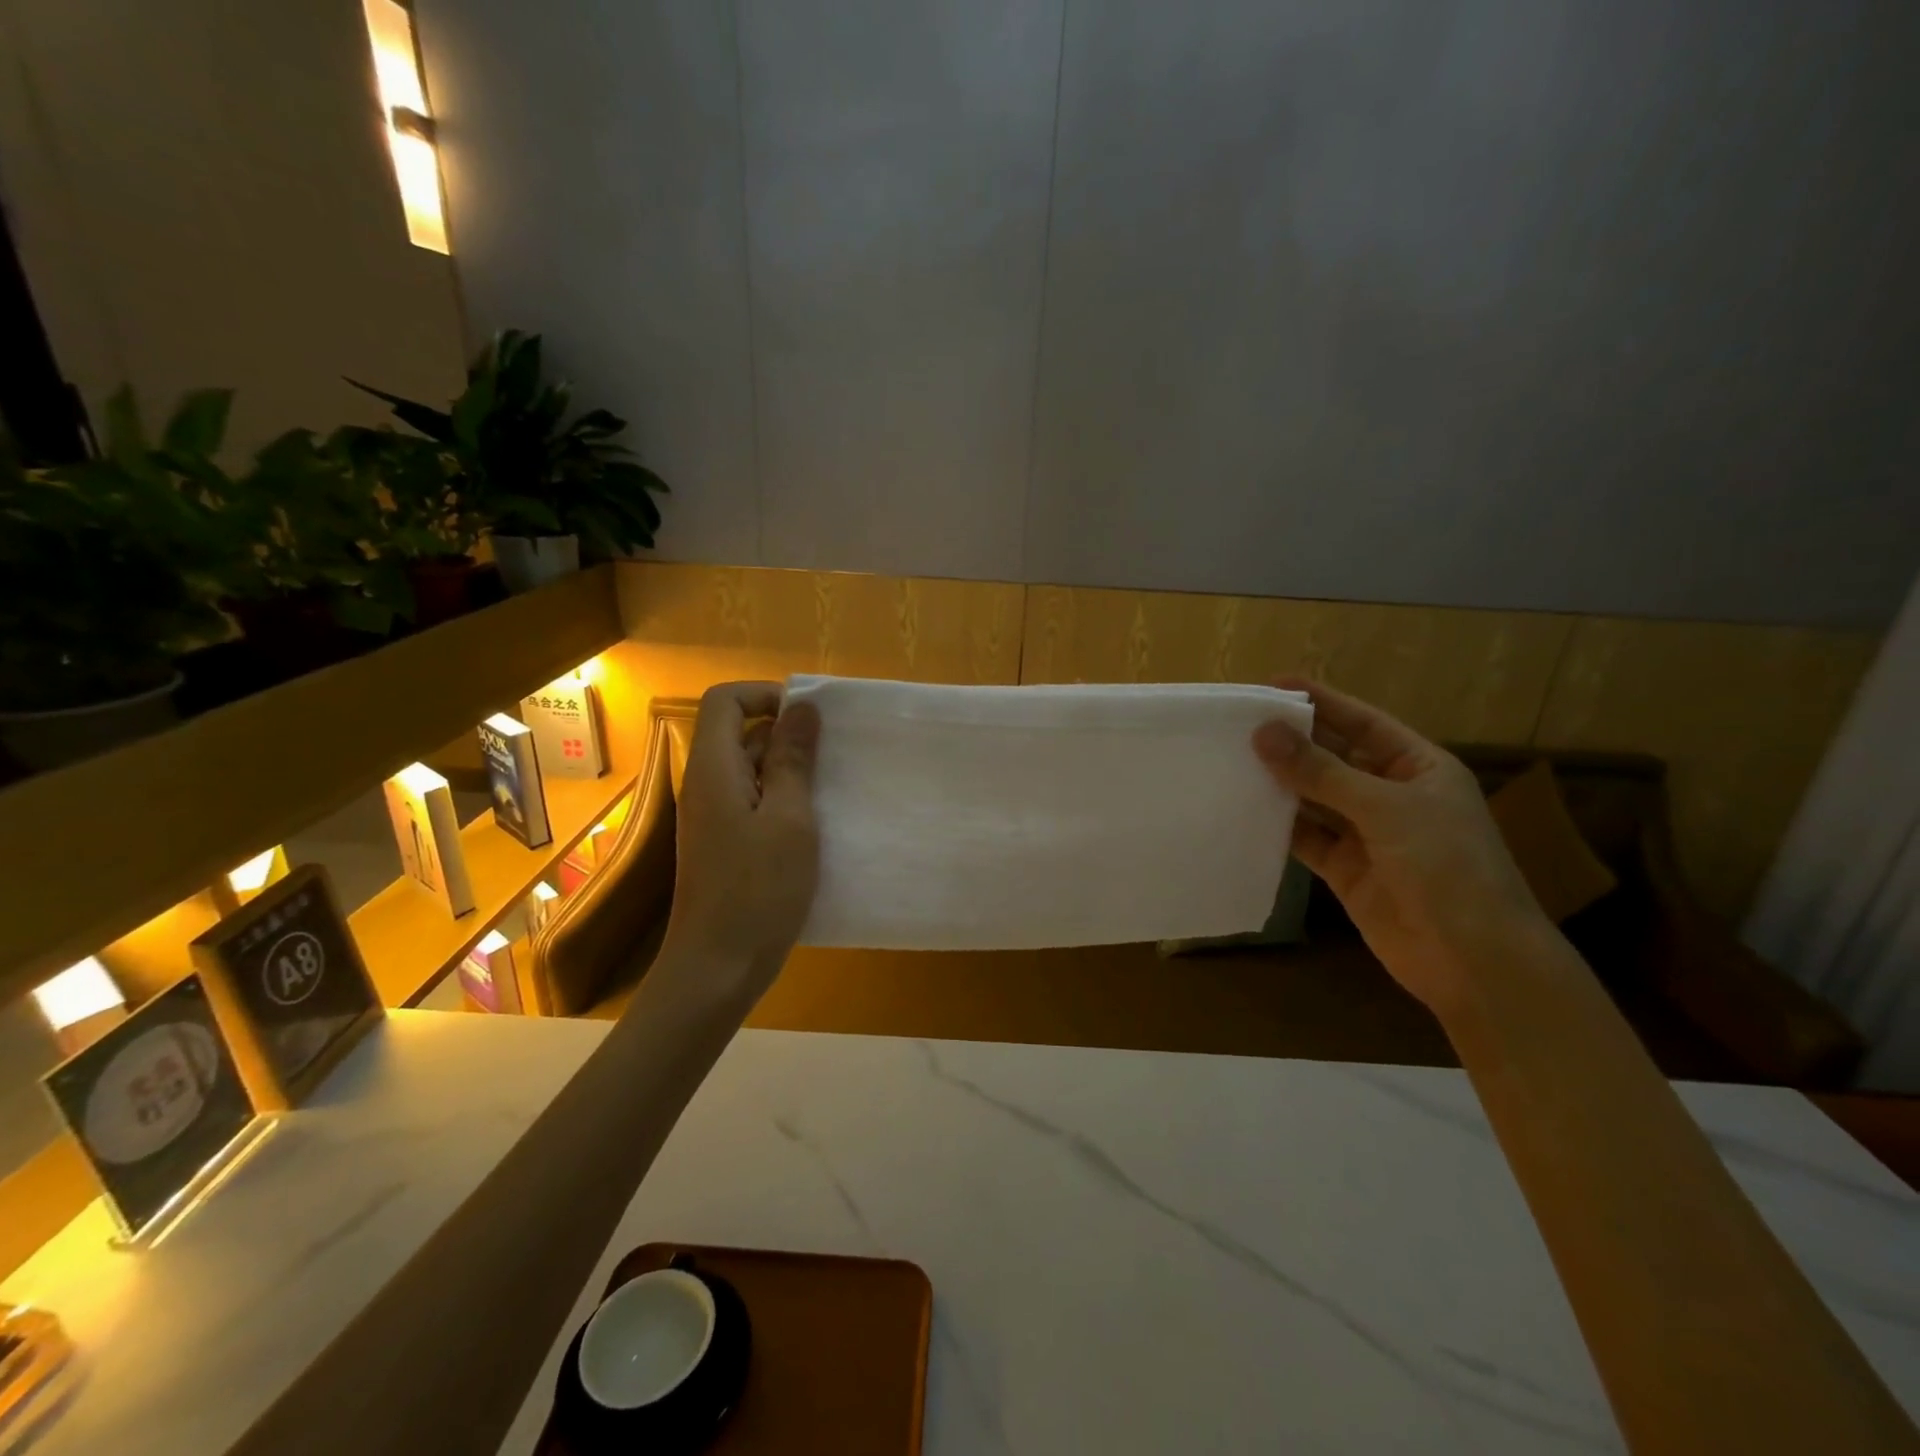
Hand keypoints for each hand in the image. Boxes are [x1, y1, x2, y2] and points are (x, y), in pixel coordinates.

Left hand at [660, 682, 820, 997]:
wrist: (716, 969)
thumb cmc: (757, 891)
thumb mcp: (789, 819)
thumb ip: (792, 760)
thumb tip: (801, 708)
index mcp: (714, 769)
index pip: (725, 700)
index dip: (766, 695)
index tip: (809, 719)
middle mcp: (705, 785)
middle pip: (737, 732)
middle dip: (785, 733)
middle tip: (833, 757)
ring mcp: (711, 818)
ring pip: (748, 770)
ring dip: (788, 770)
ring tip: (831, 790)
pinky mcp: (722, 845)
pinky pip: (750, 802)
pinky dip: (781, 801)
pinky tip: (814, 826)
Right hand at [1252, 678, 1547, 1015]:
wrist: (1473, 961)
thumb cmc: (1446, 868)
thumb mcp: (1385, 809)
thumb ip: (1321, 772)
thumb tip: (1263, 733)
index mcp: (1419, 767)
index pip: (1363, 722)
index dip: (1322, 701)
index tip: (1272, 685)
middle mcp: (1391, 794)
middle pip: (1334, 757)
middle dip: (1293, 742)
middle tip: (1239, 724)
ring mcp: (1367, 833)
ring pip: (1315, 797)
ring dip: (1281, 782)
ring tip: (1232, 760)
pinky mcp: (1345, 869)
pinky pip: (1306, 836)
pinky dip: (1279, 824)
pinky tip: (1245, 808)